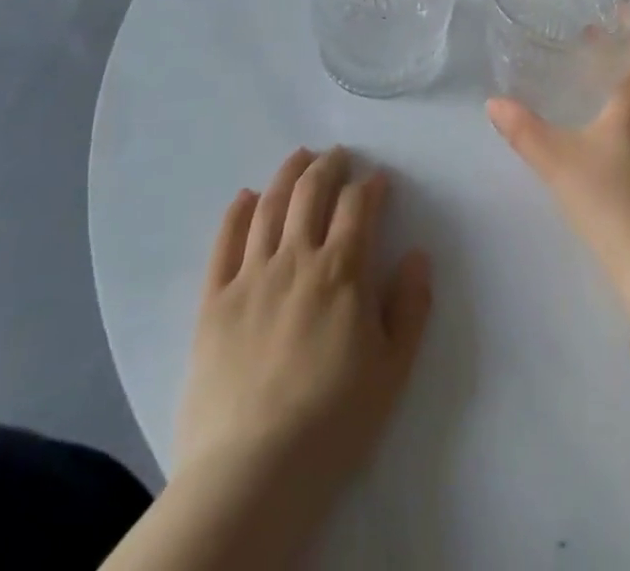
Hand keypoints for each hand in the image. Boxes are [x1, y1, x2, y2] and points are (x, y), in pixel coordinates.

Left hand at [174, 147, 432, 490]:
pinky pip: (224, 243)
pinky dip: (237, 212)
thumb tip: (416, 255)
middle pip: (312, 192)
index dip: (371, 185)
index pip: (358, 206)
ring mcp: (251, 276)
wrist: (252, 473)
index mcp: (342, 271)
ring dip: (288, 174)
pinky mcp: (213, 301)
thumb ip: (411, 305)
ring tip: (299, 157)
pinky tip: (246, 196)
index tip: (378, 179)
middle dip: (329, 166)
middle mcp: (296, 258)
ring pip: (270, 206)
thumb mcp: (393, 368)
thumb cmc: (333, 421)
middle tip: (338, 155)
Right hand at [486, 17, 629, 308]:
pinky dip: (622, 104)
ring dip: (621, 75)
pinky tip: (595, 120)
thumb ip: (523, 129)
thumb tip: (494, 103)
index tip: (623, 3)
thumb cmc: (609, 195)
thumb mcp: (557, 159)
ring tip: (588, 71)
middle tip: (590, 33)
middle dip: (623, 45)